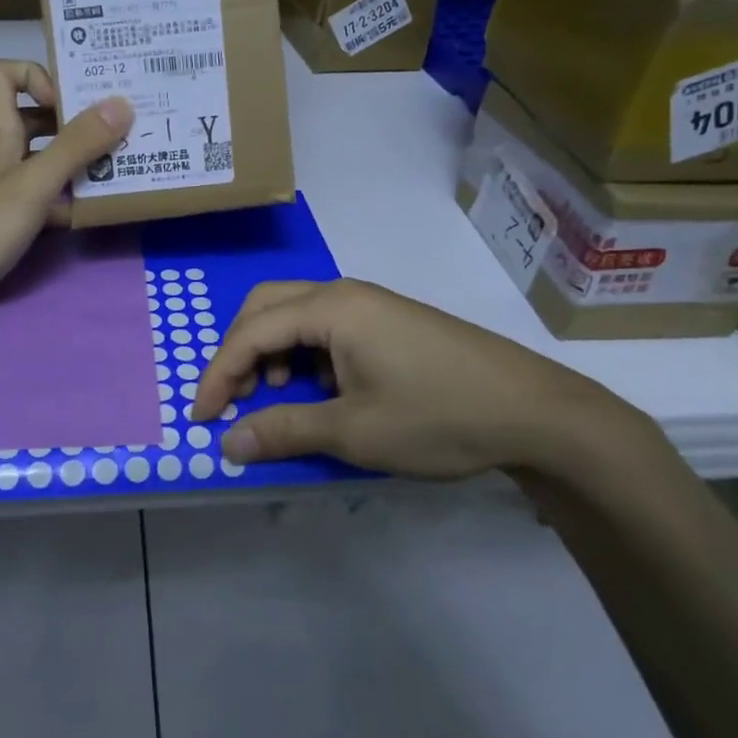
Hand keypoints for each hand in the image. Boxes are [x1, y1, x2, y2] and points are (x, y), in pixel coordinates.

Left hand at [0, 60, 130, 311]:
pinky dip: (67, 199)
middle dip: (75, 121)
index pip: (3, 74)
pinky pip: (43, 198)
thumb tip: (121, 103)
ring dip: (77, 161)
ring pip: (43, 160)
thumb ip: (76, 146)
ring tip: (118, 168)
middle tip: (116, 130)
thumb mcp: (34, 183)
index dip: (36, 76)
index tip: (69, 100)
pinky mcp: (5, 219)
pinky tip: (92, 212)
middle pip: (34, 119)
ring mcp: (1, 187)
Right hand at [189, 279, 655, 481]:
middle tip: (236, 400)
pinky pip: (328, 328)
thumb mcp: (353, 431)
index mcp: (330, 307)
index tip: (202, 419)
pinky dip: (306, 356)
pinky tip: (322, 392)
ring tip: (280, 399)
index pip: (250, 332)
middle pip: (267, 308)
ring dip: (274, 353)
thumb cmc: (437, 416)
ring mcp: (372, 306)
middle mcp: (346, 294)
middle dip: (240, 353)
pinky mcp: (391, 323)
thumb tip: (227, 444)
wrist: (536, 412)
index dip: (217, 375)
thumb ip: (283, 430)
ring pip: (297, 316)